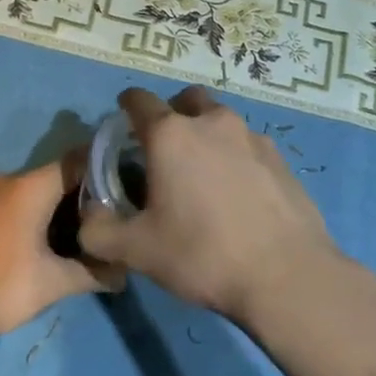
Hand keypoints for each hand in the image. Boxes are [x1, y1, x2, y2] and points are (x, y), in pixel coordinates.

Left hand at [0, 157, 123, 341]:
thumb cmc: (2, 286)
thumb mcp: (54, 283)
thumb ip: (93, 274)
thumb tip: (124, 276)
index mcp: (30, 187)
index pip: (77, 162)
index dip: (104, 170)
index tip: (128, 185)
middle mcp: (10, 182)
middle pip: (58, 177)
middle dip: (86, 193)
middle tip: (114, 214)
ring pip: (38, 191)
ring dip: (62, 207)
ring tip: (91, 229)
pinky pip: (20, 203)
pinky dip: (41, 214)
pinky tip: (56, 240)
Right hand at [77, 87, 341, 324]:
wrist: (287, 276)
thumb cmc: (202, 254)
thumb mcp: (136, 251)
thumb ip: (98, 231)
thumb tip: (88, 217)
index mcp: (171, 135)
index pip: (139, 100)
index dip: (126, 108)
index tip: (122, 126)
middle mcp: (212, 122)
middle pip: (186, 100)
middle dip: (171, 114)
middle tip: (164, 150)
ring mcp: (252, 137)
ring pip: (220, 120)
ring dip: (206, 135)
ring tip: (202, 175)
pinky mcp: (281, 158)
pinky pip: (248, 144)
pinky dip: (235, 156)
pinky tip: (236, 194)